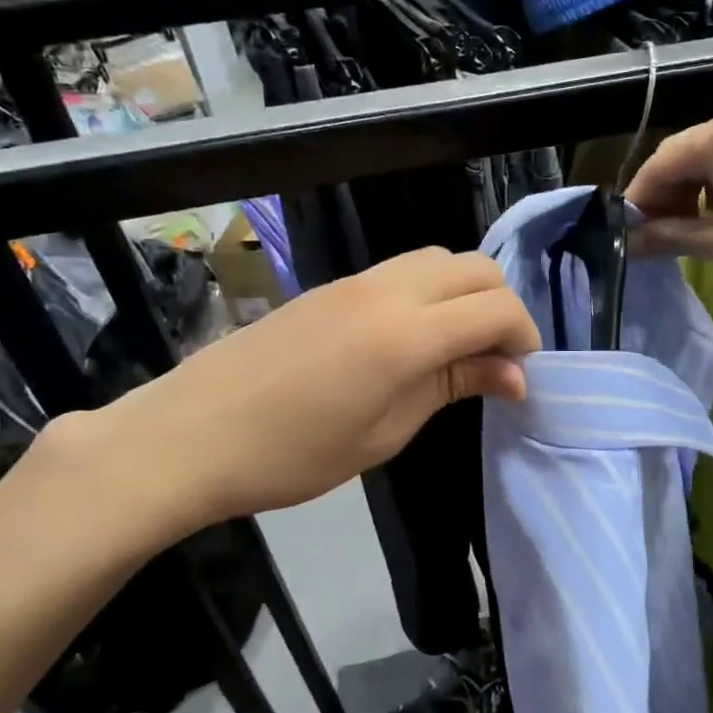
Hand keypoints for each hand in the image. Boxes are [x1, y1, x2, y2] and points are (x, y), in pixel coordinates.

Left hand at [63, 247, 539, 551]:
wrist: (189, 435)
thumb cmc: (292, 454)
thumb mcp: (385, 432)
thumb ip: (452, 386)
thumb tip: (512, 374)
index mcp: (406, 333)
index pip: (496, 308)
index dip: (523, 337)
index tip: (519, 378)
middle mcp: (388, 290)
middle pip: (476, 268)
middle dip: (502, 308)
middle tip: (494, 361)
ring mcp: (356, 281)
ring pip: (440, 259)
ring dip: (466, 294)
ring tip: (457, 348)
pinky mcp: (332, 286)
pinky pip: (403, 270)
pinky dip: (431, 292)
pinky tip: (413, 338)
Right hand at [627, 111, 712, 271]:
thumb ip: (671, 238)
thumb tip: (629, 244)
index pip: (659, 163)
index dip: (639, 200)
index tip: (630, 234)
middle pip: (682, 158)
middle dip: (664, 198)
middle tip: (657, 237)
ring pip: (708, 160)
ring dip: (690, 195)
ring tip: (687, 232)